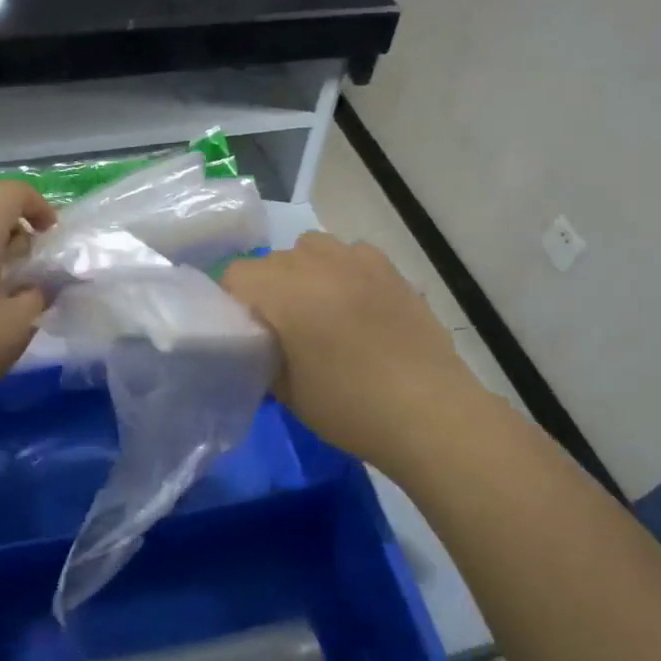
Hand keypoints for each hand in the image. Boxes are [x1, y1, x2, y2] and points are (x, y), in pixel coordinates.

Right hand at [223, 232, 474, 471]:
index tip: (242, 333)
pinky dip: (343, 270)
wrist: (429, 412)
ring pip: (312, 247)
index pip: (236, 274)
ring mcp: (359, 261)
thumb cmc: (350, 407)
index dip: (231, 302)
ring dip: (303, 271)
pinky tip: (354, 303)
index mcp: (286, 290)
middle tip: (278, 329)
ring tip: (316, 308)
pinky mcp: (391, 270)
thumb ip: (263, 358)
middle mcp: (319, 263)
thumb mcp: (288, 393)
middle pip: (273, 261)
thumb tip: (261, 345)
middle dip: (266, 288)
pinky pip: (352, 254)